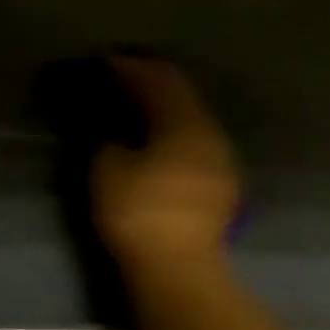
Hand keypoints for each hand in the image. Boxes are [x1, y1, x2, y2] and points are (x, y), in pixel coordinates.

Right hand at [91, 57, 241, 268]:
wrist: (180, 269)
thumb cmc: (139, 214)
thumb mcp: (108, 172)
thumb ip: (111, 143)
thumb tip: (118, 137)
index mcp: (184, 122)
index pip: (156, 81)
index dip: (129, 68)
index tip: (106, 61)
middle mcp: (210, 132)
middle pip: (181, 95)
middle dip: (151, 82)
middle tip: (124, 74)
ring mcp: (221, 159)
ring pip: (193, 119)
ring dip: (167, 108)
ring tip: (141, 106)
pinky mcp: (223, 185)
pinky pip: (197, 143)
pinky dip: (177, 133)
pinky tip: (162, 142)